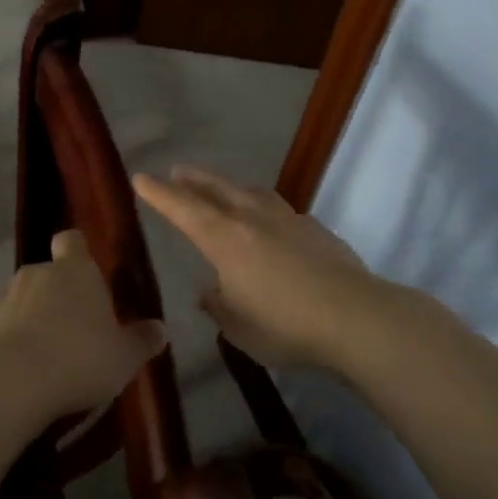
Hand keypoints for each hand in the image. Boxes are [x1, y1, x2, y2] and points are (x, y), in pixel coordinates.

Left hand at [0, 230, 164, 416]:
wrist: (15, 383)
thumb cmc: (81, 360)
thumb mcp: (124, 357)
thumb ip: (142, 340)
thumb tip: (160, 329)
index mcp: (75, 272)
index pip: (72, 242)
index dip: (76, 252)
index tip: (83, 272)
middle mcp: (34, 274)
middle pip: (45, 276)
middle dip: (53, 297)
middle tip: (69, 333)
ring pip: (14, 302)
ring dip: (23, 320)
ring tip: (37, 359)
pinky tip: (4, 372)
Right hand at [133, 166, 390, 370]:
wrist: (356, 318)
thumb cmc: (285, 326)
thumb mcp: (238, 328)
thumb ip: (219, 307)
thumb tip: (210, 292)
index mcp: (225, 239)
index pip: (183, 208)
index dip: (160, 193)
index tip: (141, 177)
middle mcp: (253, 219)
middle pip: (217, 188)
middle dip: (194, 179)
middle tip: (179, 170)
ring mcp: (288, 219)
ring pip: (251, 193)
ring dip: (231, 187)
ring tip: (223, 189)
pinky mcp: (316, 229)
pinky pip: (280, 210)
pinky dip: (264, 208)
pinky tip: (270, 223)